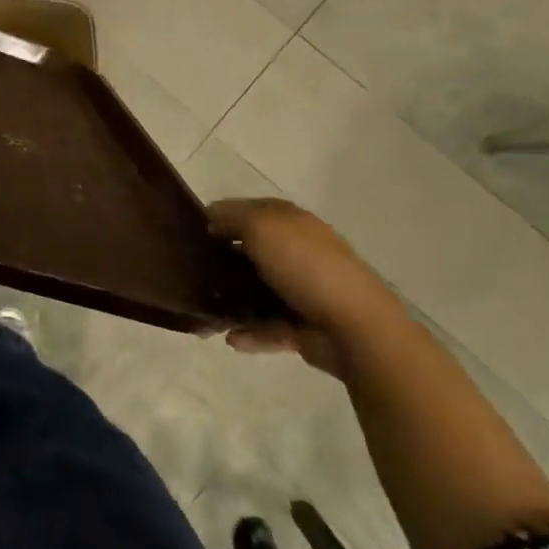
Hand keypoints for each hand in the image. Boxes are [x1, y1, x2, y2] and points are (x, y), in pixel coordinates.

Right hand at [209, 198, 406, 377]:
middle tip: (193, 270)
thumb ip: (231, 217)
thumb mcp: (261, 227)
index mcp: (292, 222)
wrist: (355, 327)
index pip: (251, 210)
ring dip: (232, 300)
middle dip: (223, 259)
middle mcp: (298, 251)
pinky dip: (250, 333)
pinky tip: (231, 338)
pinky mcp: (304, 326)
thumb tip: (211, 219)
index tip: (193, 230)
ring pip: (257, 290)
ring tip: (207, 311)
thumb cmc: (305, 266)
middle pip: (252, 250)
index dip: (222, 215)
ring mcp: (303, 290)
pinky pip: (268, 327)